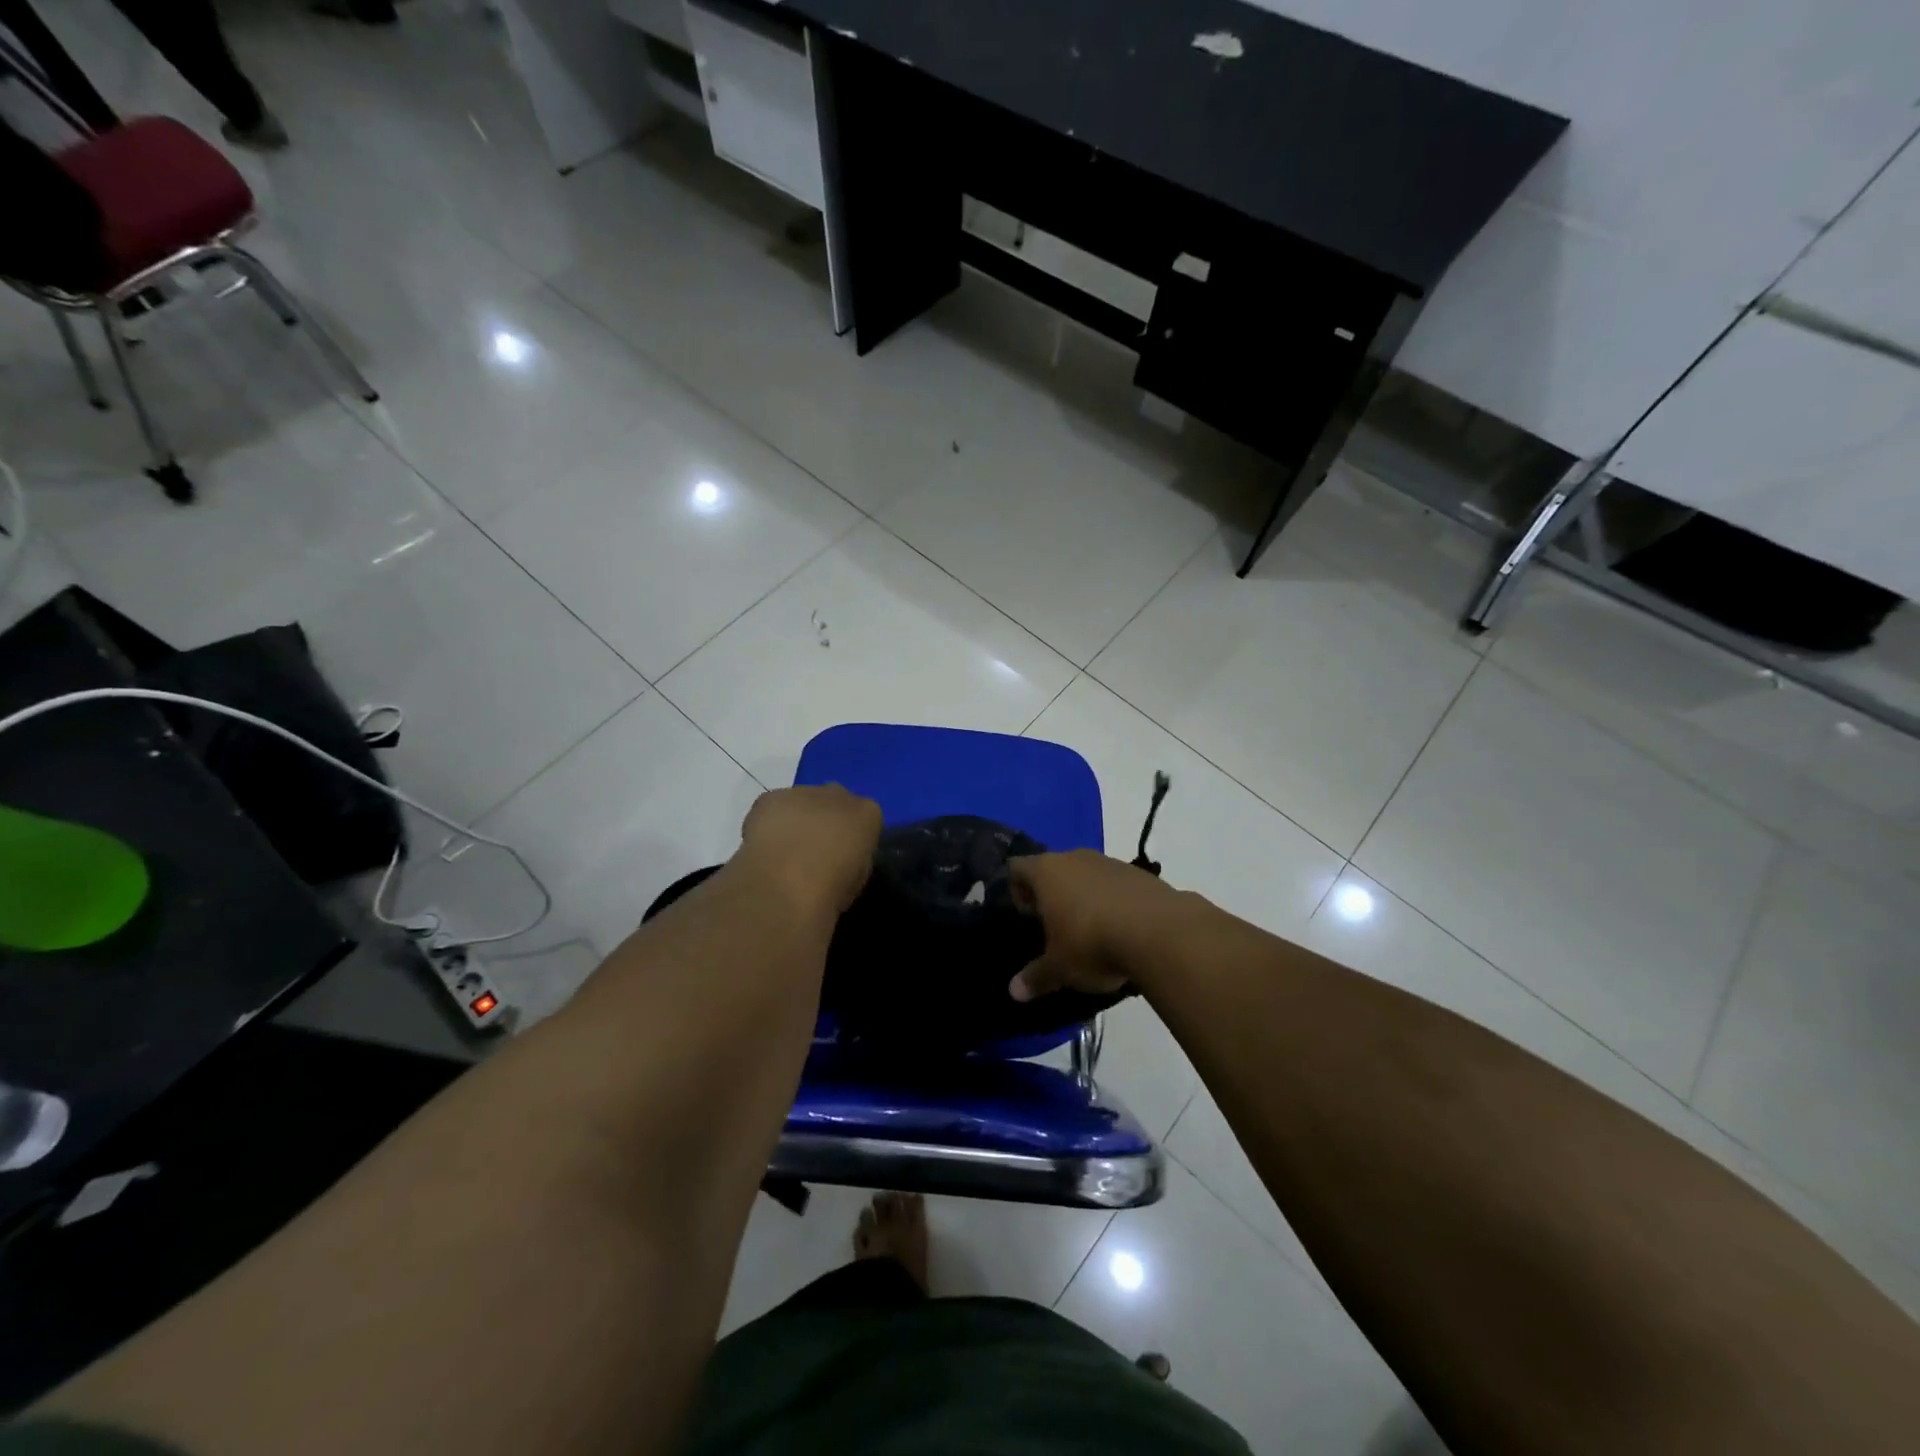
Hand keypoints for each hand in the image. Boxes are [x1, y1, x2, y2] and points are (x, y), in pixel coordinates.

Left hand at [737, 784, 882, 917]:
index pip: (864, 817)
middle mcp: (838, 794)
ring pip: (803, 801)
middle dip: (826, 820)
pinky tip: (764, 845)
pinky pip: (774, 807)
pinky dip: (769, 822)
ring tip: (784, 851)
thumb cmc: (830, 891)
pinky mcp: (771, 798)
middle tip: (813, 850)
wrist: (785, 885)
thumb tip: (840, 855)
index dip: (851, 837)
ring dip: (797, 819)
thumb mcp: (857, 879)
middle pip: (834, 801)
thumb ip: (853, 856)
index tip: (841, 856)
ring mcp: (803, 792)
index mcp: (867, 814)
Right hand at [1007, 850, 1181, 1001]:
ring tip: (1092, 932)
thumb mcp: (1059, 968)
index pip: (1017, 868)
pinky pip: (1115, 884)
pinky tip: (1122, 930)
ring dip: (1085, 897)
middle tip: (1056, 929)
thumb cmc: (1091, 943)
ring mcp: (1110, 862)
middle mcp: (1075, 858)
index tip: (1028, 918)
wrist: (1159, 932)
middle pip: (1053, 869)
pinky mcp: (1140, 873)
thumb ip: (1036, 977)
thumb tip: (1014, 992)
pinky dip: (1113, 902)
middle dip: (1052, 895)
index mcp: (1046, 871)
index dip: (1017, 891)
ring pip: (1086, 875)